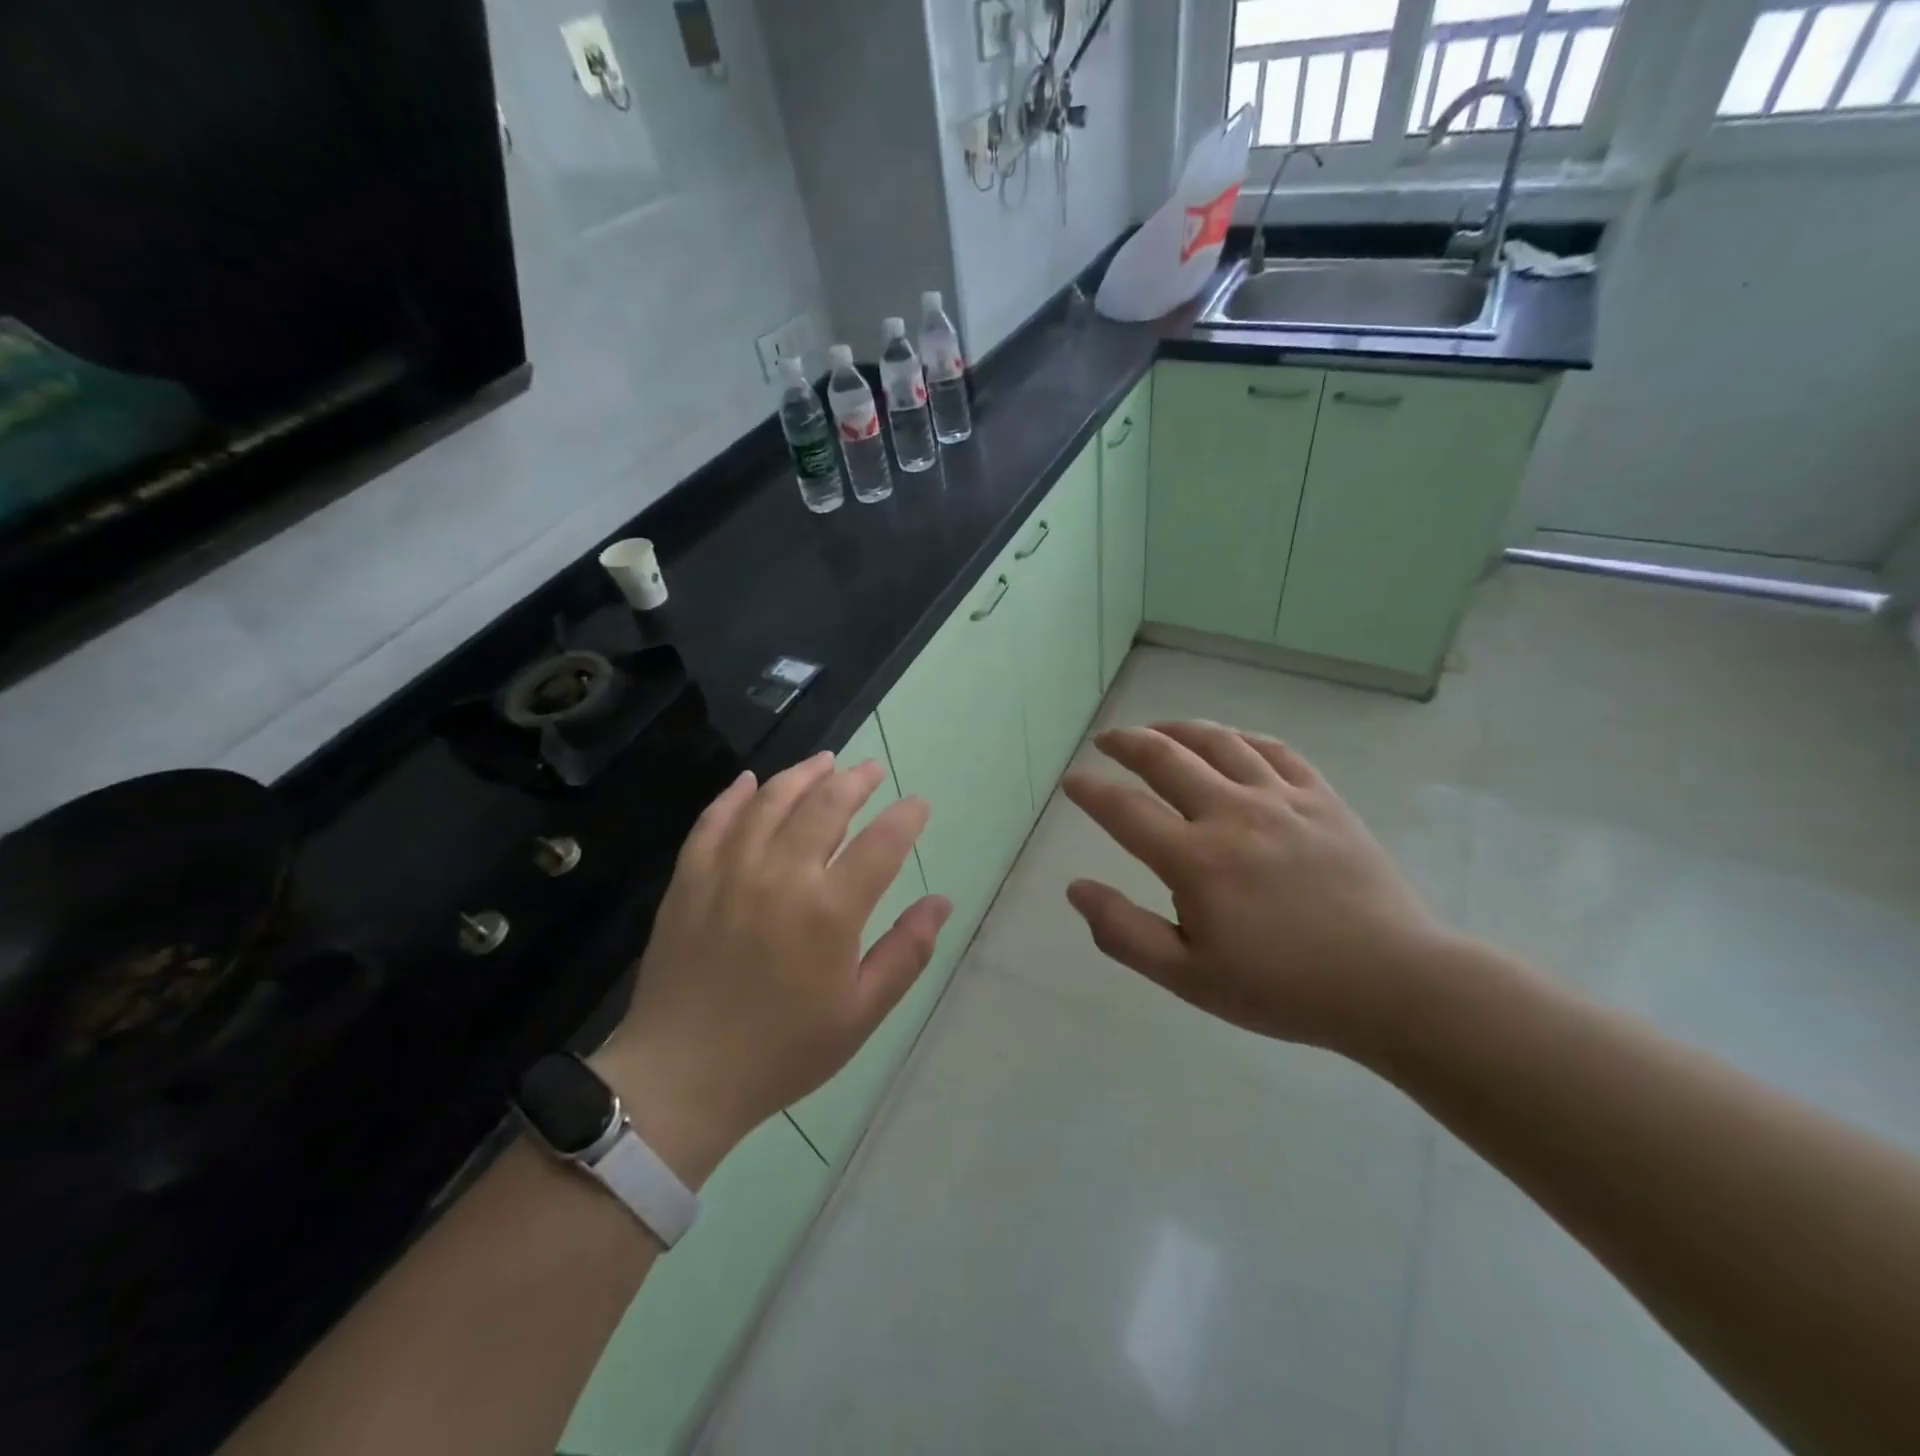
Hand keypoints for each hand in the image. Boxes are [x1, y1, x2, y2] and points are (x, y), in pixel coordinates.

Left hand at [594, 753, 950, 1184]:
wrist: (682, 1077)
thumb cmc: (782, 1051)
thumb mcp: (861, 1013)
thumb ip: (906, 952)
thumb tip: (941, 902)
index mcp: (829, 910)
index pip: (881, 843)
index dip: (906, 817)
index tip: (918, 804)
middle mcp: (781, 875)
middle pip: (825, 805)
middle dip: (856, 781)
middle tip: (872, 770)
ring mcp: (729, 870)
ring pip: (771, 800)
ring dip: (802, 775)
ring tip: (824, 763)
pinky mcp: (690, 878)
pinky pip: (714, 820)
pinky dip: (735, 795)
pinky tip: (750, 781)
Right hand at [1060, 722, 1449, 1062]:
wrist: (1392, 983)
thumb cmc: (1282, 987)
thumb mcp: (1189, 978)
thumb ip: (1124, 933)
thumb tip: (1076, 889)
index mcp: (1195, 859)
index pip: (1124, 810)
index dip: (1091, 791)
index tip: (1072, 782)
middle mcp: (1232, 814)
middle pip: (1165, 758)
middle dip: (1126, 742)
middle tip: (1106, 741)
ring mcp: (1281, 799)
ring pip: (1218, 742)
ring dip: (1177, 729)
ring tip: (1156, 730)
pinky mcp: (1322, 798)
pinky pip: (1274, 750)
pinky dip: (1240, 738)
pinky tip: (1228, 741)